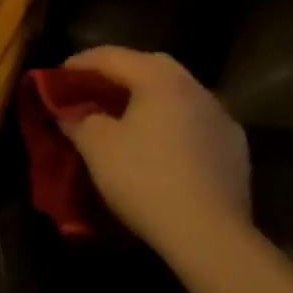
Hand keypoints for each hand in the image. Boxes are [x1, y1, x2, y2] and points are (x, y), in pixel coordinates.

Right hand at [57, 47, 251, 256]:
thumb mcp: (97, 147)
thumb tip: (68, 111)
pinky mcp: (235, 147)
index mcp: (160, 77)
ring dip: (149, 98)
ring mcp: (220, 116)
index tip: (58, 77)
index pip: (112, 56)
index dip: (80, 64)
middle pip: (149, 66)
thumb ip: (78, 119)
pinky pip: (195, 122)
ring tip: (127, 118)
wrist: (209, 236)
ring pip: (177, 93)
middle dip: (118, 74)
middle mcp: (194, 86)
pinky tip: (163, 146)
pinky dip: (174, 124)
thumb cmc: (145, 180)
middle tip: (93, 91)